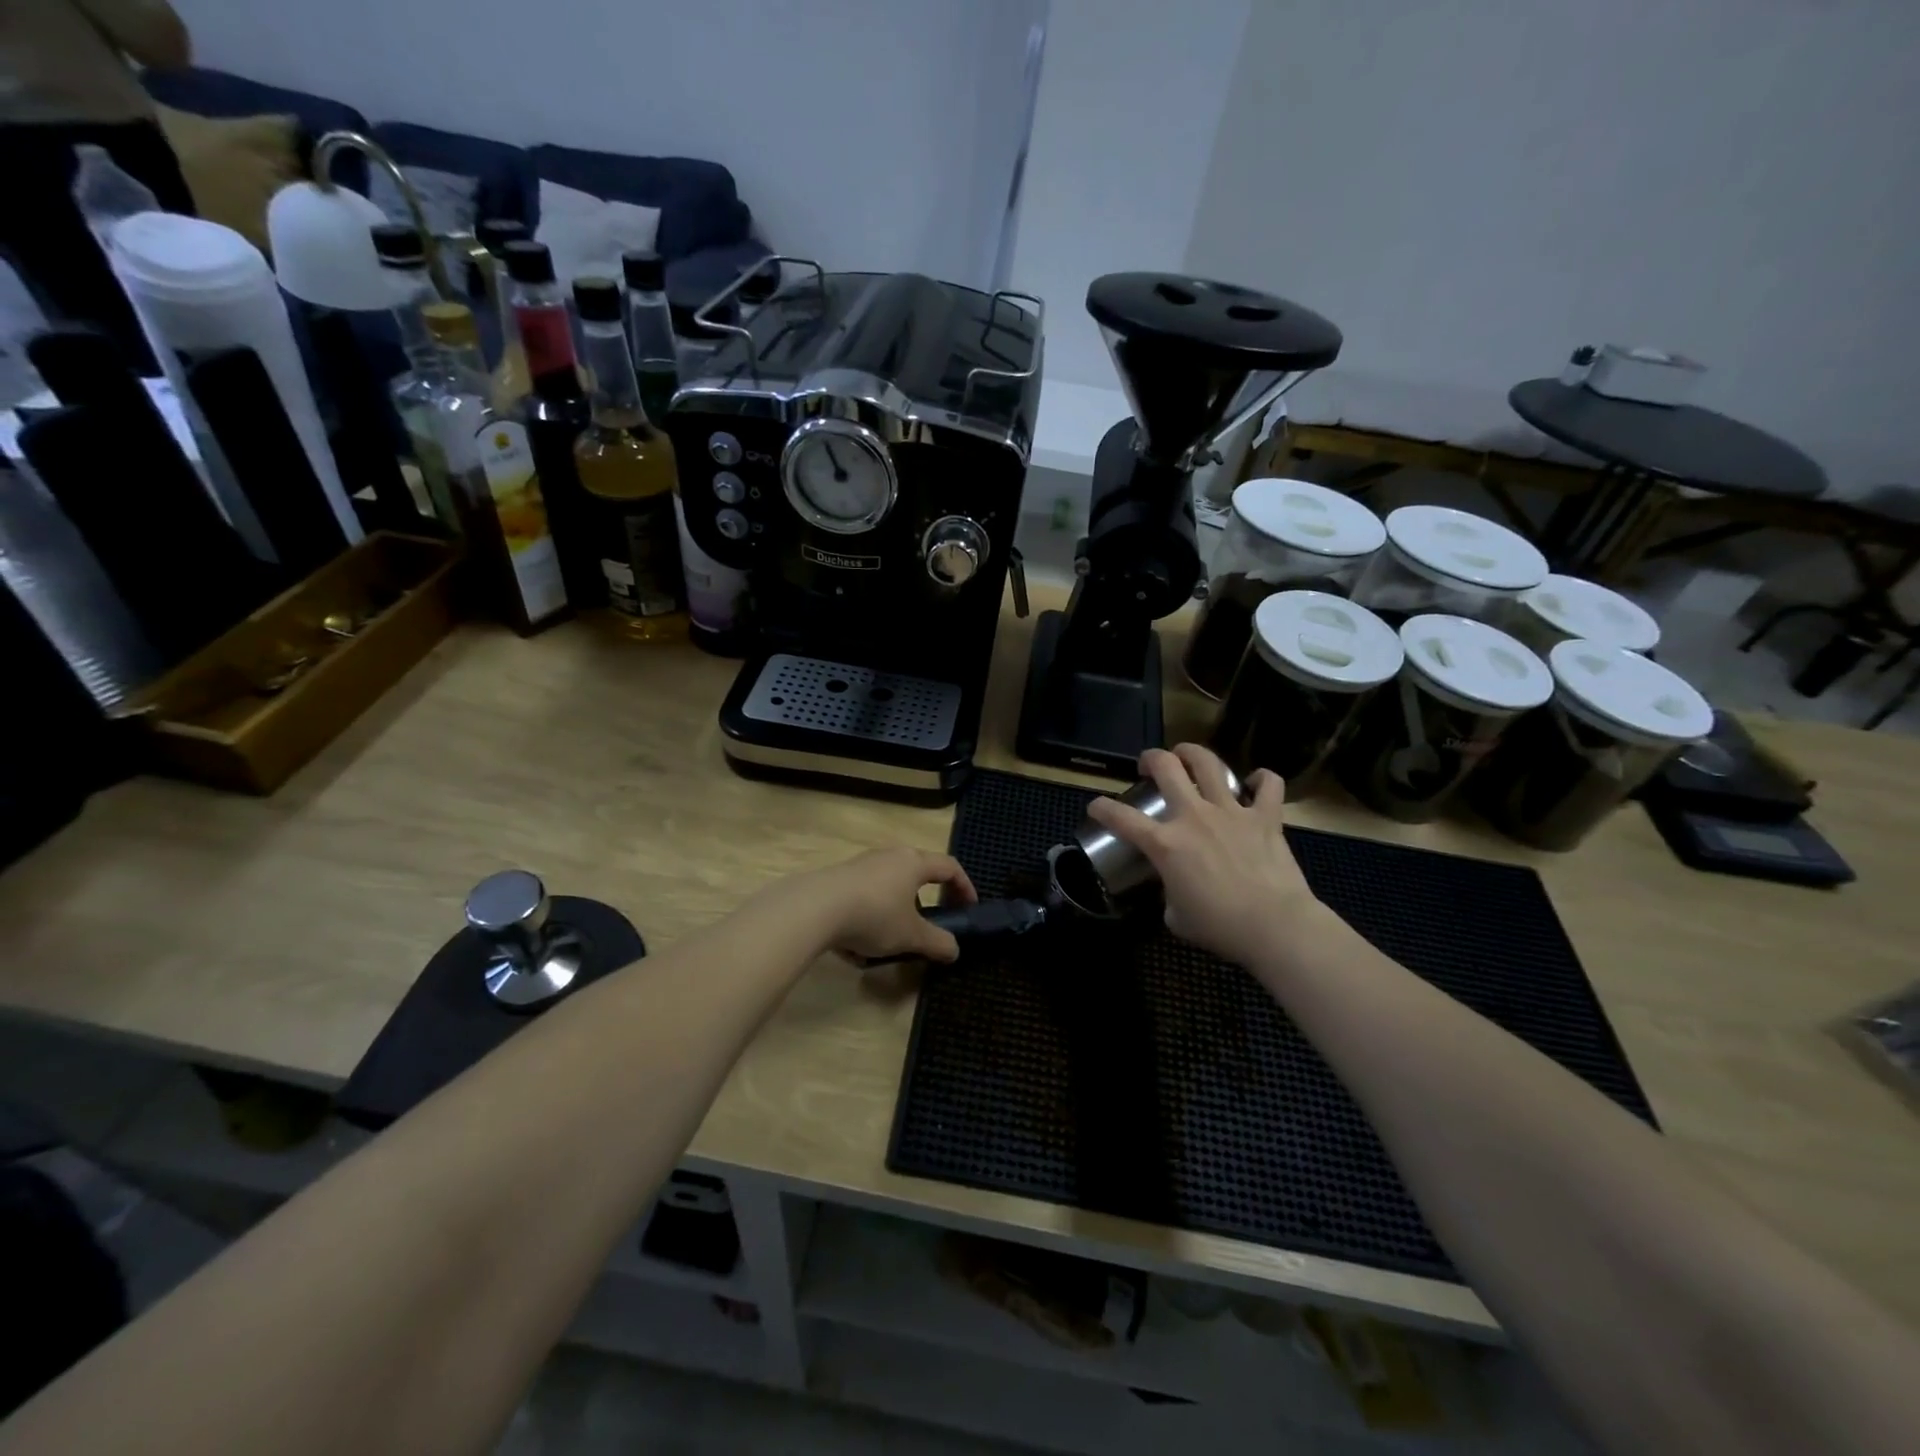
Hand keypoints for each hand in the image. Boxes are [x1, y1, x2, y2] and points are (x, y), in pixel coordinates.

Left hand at [789, 847, 977, 963]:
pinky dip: (867, 919)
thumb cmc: (874, 915)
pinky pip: (862, 898)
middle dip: (924, 901)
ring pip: (887, 888)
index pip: (949, 867)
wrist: (815, 908)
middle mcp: (889, 856)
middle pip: (916, 873)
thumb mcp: (911, 936)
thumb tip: (954, 950)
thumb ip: (937, 942)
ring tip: (888, 943)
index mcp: (914, 862)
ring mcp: (861, 865)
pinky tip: (855, 948)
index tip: (969, 907)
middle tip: (929, 924)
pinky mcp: (838, 878)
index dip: (964, 886)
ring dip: (893, 914)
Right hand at [1085, 744, 1324, 967]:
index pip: (1121, 817)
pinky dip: (1262, 779)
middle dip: (1151, 759)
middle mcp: (1193, 816)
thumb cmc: (1219, 926)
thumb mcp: (1176, 916)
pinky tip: (1256, 783)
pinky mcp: (1266, 817)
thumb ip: (1168, 893)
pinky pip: (1268, 785)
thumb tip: (1175, 889)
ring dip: (1194, 753)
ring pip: (1209, 763)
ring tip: (1187, 754)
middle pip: (1165, 767)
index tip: (1095, 806)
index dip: (1101, 808)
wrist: (1274, 925)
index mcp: (1165, 844)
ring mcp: (1231, 811)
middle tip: (1148, 765)